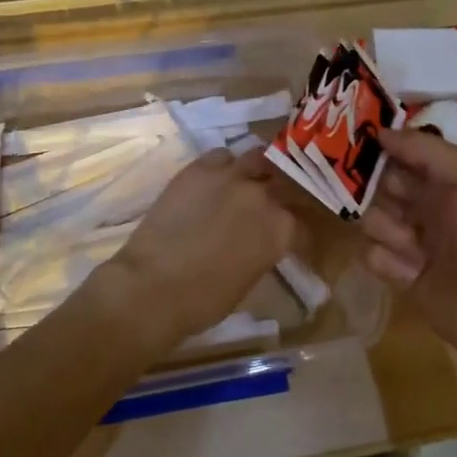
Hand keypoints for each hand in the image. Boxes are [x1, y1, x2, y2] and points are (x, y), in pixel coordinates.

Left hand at [98, 149, 303, 348]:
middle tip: (274, 203)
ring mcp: (231, 177)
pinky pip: (221, 156)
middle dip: (283, 193)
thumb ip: (264, 251)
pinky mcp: (199, 168)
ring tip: (249, 179)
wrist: (154, 286)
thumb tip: (261, 243)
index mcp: (281, 229)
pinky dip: (225, 165)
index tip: (291, 239)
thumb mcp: (250, 279)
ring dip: (258, 169)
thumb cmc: (205, 300)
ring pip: (258, 157)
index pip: (302, 224)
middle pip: (285, 183)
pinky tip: (218, 178)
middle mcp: (263, 196)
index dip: (297, 233)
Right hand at [361, 128, 456, 384]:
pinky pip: (373, 256)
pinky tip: (408, 271)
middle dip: (371, 186)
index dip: (382, 147)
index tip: (354, 141)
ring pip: (373, 219)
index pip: (406, 153)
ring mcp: (416, 244)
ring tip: (410, 245)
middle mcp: (431, 207)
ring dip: (383, 226)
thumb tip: (380, 132)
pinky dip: (384, 259)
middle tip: (363, 191)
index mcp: (451, 181)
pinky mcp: (404, 279)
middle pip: (383, 185)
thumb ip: (427, 151)